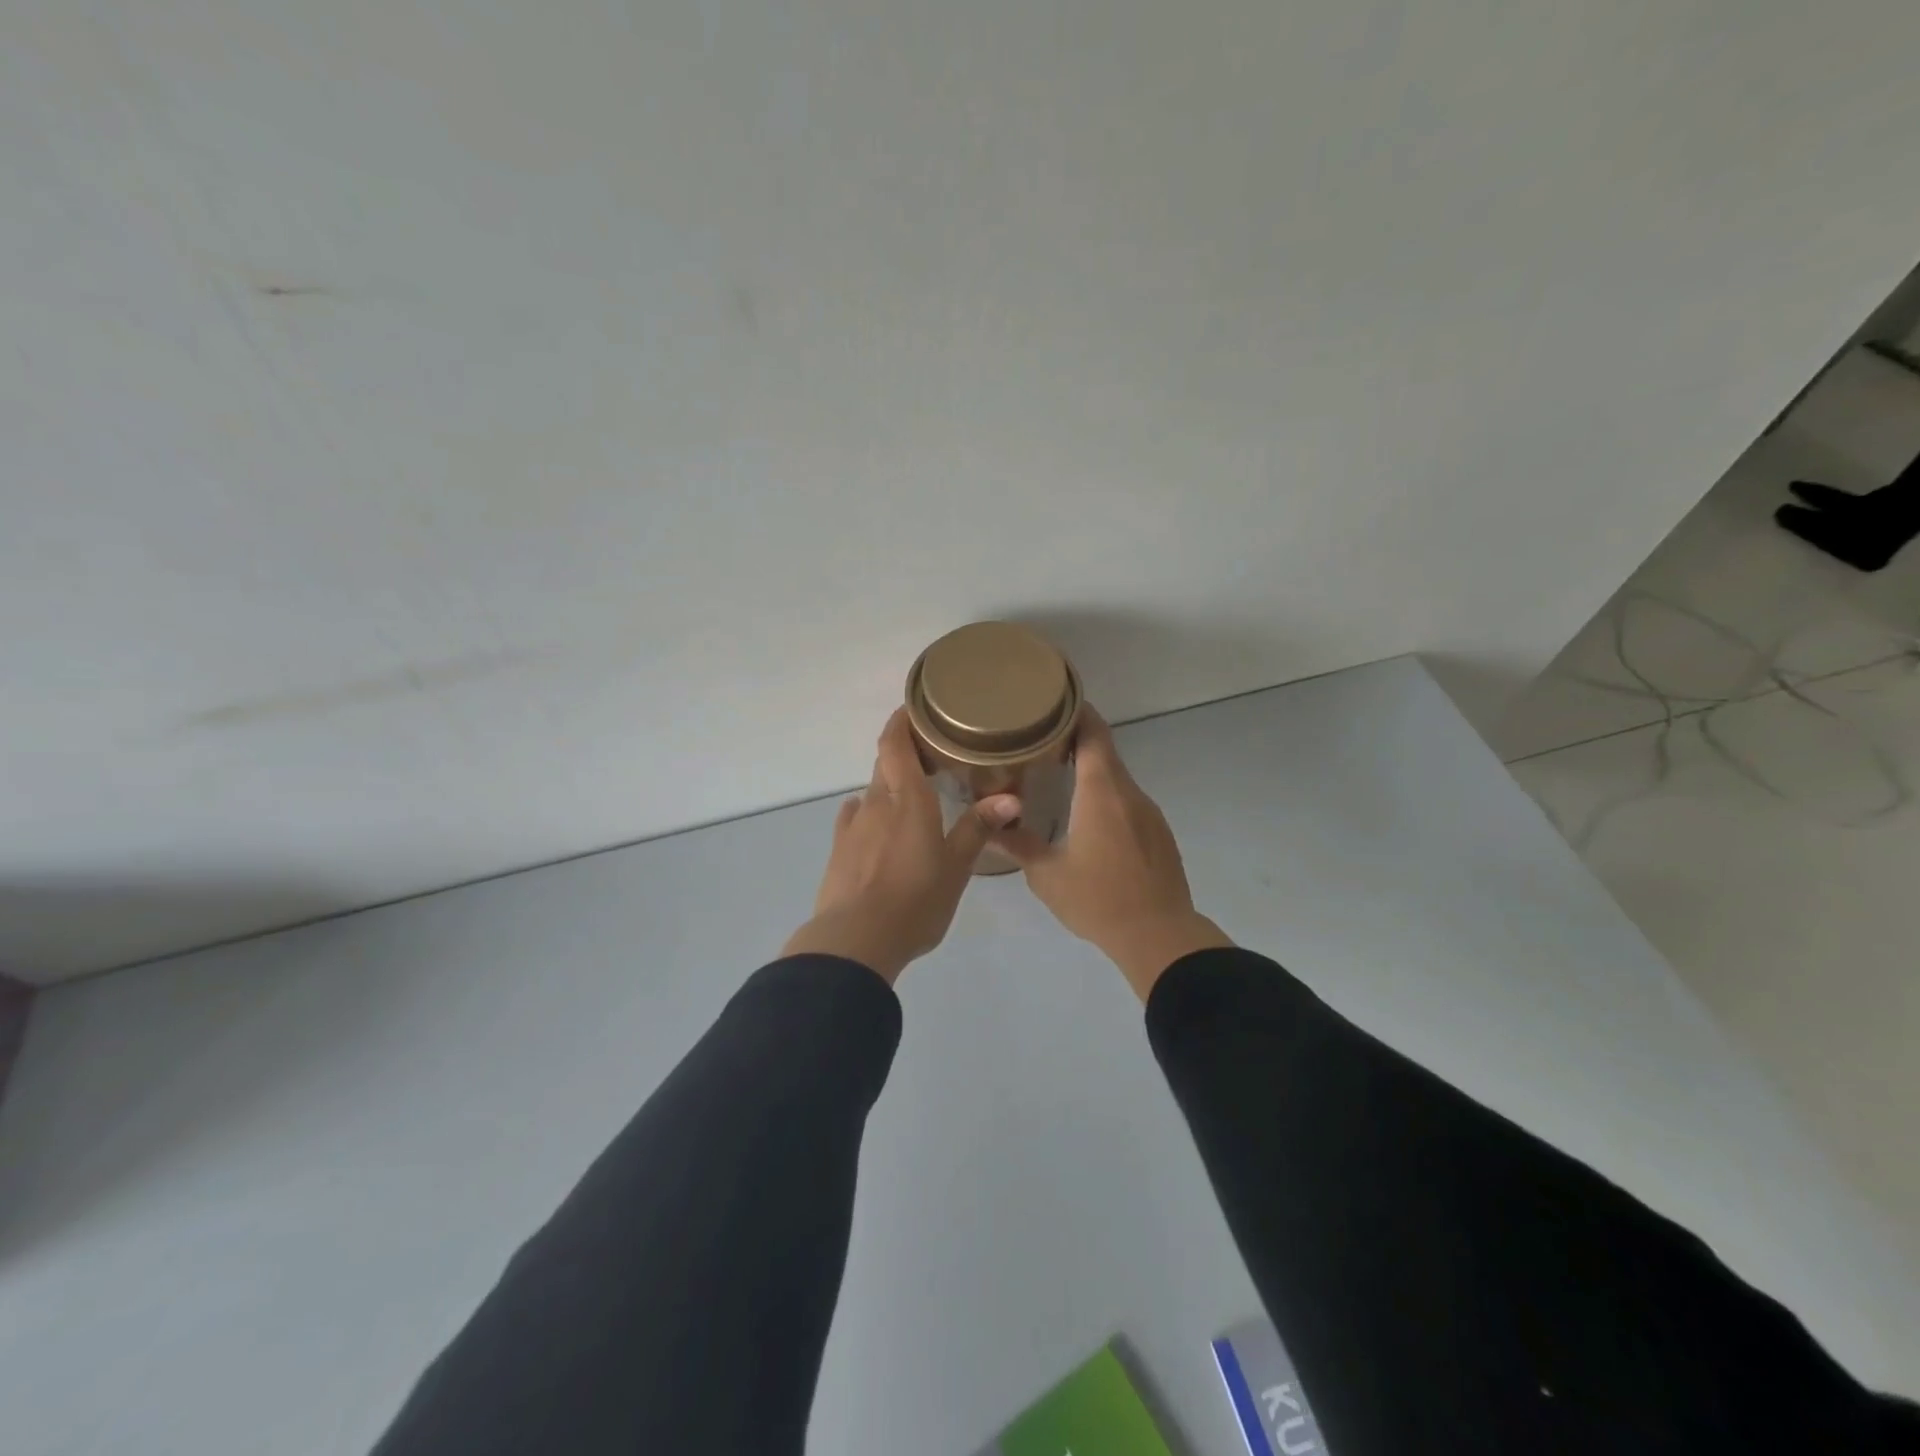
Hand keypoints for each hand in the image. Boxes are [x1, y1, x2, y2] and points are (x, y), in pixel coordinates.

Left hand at [781, 708, 1020, 984]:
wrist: (855, 940)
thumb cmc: (915, 900)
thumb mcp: (956, 867)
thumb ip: (978, 828)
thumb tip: (1010, 798)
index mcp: (907, 799)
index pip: (895, 743)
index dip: (901, 721)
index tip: (914, 709)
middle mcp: (876, 802)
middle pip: (885, 764)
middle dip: (903, 753)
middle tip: (931, 756)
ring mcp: (852, 826)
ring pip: (871, 792)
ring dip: (889, 787)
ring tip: (912, 798)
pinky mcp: (839, 850)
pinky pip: (855, 818)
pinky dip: (869, 813)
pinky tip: (879, 827)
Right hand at [993, 706, 1230, 1000]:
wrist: (1159, 936)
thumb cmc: (1098, 899)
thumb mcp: (1047, 875)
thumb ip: (1018, 844)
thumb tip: (990, 825)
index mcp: (1102, 793)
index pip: (1093, 735)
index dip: (1077, 712)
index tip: (1054, 702)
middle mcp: (1129, 793)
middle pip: (1105, 752)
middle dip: (1076, 741)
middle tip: (1042, 741)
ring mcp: (1149, 813)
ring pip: (1118, 779)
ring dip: (1092, 772)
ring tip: (1060, 777)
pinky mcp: (1159, 833)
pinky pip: (1129, 802)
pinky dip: (1107, 797)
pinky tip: (1089, 819)